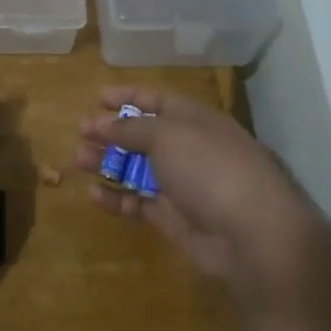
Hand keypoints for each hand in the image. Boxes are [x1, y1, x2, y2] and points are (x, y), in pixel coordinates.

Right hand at [76, 87, 330, 299]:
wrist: (252, 233)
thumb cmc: (210, 168)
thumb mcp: (167, 135)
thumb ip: (131, 128)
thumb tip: (102, 123)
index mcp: (195, 120)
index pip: (158, 101)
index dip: (129, 96)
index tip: (98, 97)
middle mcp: (190, 149)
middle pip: (144, 136)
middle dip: (112, 133)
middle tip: (81, 133)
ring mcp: (183, 186)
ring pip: (138, 170)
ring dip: (109, 163)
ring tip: (78, 160)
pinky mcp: (174, 219)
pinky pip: (139, 203)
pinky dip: (117, 198)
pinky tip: (94, 194)